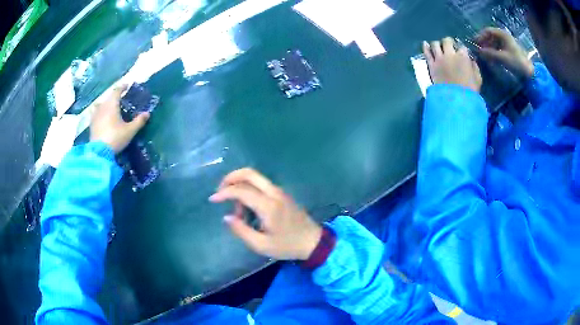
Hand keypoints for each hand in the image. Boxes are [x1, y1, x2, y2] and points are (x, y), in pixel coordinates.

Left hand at [90, 85, 149, 152]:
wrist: (99, 153)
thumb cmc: (115, 138)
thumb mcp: (130, 131)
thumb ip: (138, 121)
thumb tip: (147, 113)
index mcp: (112, 105)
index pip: (117, 91)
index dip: (122, 87)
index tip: (127, 86)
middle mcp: (102, 107)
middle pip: (108, 97)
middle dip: (114, 96)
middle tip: (120, 99)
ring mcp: (95, 115)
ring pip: (100, 105)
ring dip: (105, 104)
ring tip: (109, 108)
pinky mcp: (91, 125)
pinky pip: (95, 114)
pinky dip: (99, 113)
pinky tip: (101, 118)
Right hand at [210, 168, 321, 260]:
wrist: (313, 241)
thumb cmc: (287, 246)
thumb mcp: (261, 245)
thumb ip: (241, 230)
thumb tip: (227, 217)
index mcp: (268, 206)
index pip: (241, 191)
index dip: (224, 193)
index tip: (212, 199)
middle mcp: (274, 193)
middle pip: (249, 173)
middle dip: (231, 178)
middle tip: (220, 190)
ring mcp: (279, 191)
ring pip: (255, 178)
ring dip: (241, 186)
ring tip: (238, 211)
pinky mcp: (282, 194)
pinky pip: (261, 184)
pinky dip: (249, 189)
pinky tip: (247, 206)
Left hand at [423, 37, 482, 92]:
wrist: (456, 100)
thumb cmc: (470, 91)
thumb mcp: (478, 79)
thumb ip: (475, 67)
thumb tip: (471, 60)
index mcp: (463, 56)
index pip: (462, 47)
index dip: (462, 49)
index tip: (462, 52)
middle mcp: (450, 54)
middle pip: (447, 41)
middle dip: (449, 42)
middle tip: (450, 46)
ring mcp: (439, 58)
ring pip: (435, 44)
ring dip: (438, 44)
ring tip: (439, 47)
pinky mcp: (431, 65)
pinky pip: (426, 53)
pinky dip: (425, 47)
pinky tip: (425, 44)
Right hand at [475, 27, 534, 78]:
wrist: (529, 73)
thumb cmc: (516, 63)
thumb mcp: (502, 58)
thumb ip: (490, 54)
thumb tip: (478, 51)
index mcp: (502, 34)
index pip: (488, 31)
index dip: (481, 36)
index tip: (476, 44)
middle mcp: (504, 36)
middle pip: (491, 36)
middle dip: (484, 43)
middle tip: (479, 50)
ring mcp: (507, 43)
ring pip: (494, 42)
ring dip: (489, 48)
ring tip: (485, 56)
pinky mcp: (510, 50)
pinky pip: (499, 48)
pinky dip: (494, 52)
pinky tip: (492, 58)